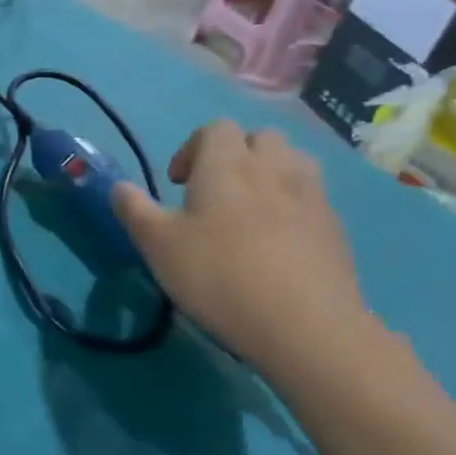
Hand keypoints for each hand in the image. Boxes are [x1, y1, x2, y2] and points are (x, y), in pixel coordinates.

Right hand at [113, 121, 370, 370]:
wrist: (305, 326)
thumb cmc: (219, 276)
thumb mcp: (157, 245)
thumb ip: (134, 209)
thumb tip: (119, 186)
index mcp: (226, 165)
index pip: (215, 128)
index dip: (192, 148)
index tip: (178, 185)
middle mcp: (273, 168)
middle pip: (259, 138)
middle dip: (235, 155)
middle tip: (215, 193)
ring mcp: (312, 196)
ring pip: (293, 161)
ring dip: (270, 173)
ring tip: (250, 210)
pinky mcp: (336, 228)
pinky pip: (313, 197)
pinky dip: (293, 204)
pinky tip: (279, 242)